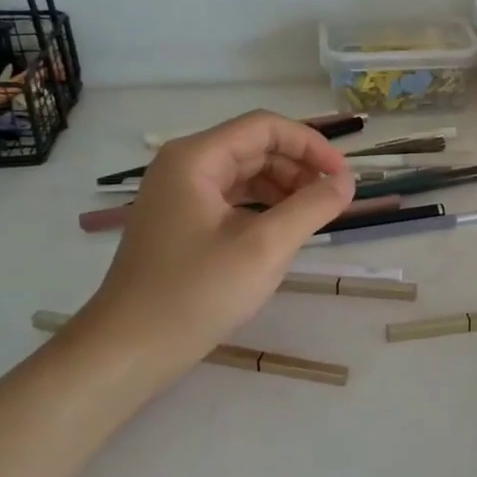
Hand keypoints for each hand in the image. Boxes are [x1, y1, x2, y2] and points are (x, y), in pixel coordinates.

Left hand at [78, 111, 355, 367]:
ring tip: (313, 216)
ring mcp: (179, 195)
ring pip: (245, 173)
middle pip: (255, 147)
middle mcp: (184, 166)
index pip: (265, 127)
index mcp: (196, 158)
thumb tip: (347, 181)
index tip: (343, 178)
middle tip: (332, 201)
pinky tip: (283, 231)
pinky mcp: (181, 222)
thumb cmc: (197, 293)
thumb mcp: (265, 248)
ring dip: (284, 187)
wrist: (129, 349)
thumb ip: (312, 207)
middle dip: (299, 167)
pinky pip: (232, 199)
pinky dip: (264, 207)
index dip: (311, 145)